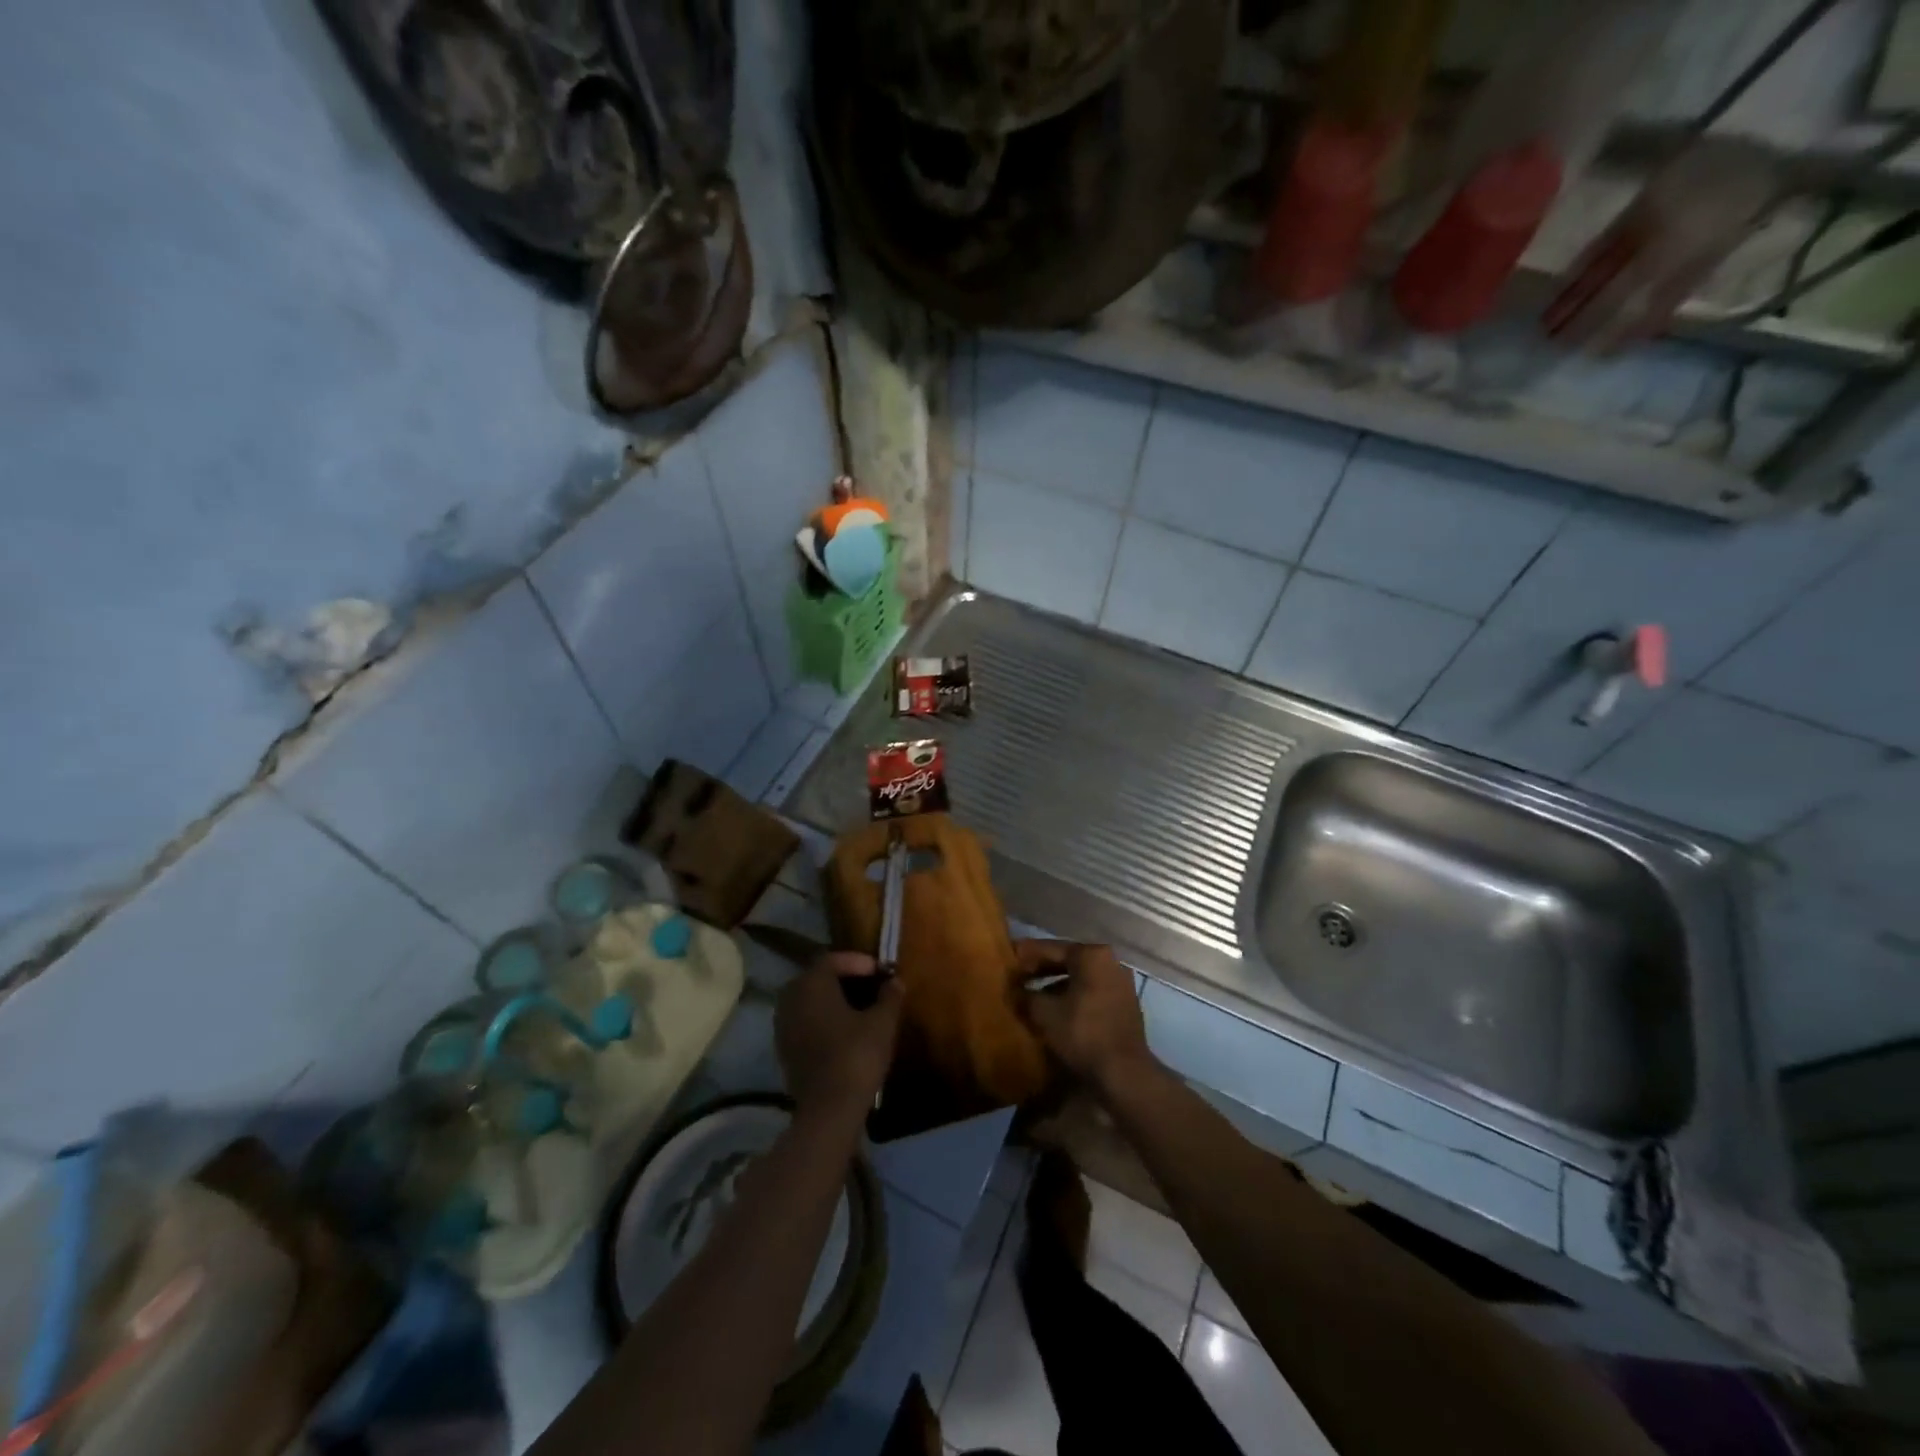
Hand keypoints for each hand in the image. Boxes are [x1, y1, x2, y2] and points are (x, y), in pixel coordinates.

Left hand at [776, 952, 903, 1124]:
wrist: (829, 1109)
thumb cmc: (857, 1055)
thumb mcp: (882, 1022)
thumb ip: (890, 996)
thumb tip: (894, 981)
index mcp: (811, 983)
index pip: (833, 959)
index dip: (859, 962)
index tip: (881, 972)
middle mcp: (791, 998)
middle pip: (817, 978)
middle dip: (844, 979)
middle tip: (870, 987)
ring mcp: (783, 1025)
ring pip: (809, 1001)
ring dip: (832, 1000)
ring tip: (859, 1009)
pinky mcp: (784, 1049)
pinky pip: (804, 1022)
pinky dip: (822, 1020)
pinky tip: (843, 1032)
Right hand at [1018, 941, 1155, 1093]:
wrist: (1124, 1072)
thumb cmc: (1082, 1033)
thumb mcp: (1045, 1013)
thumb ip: (1026, 995)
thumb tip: (1014, 990)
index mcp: (1092, 955)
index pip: (1051, 948)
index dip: (1026, 953)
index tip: (1008, 955)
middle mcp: (1111, 961)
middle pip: (1068, 960)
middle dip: (1041, 969)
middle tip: (1017, 975)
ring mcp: (1121, 983)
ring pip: (1080, 978)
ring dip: (1056, 985)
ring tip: (1033, 995)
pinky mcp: (1125, 1005)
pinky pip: (1092, 992)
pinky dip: (1073, 996)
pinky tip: (1056, 1010)